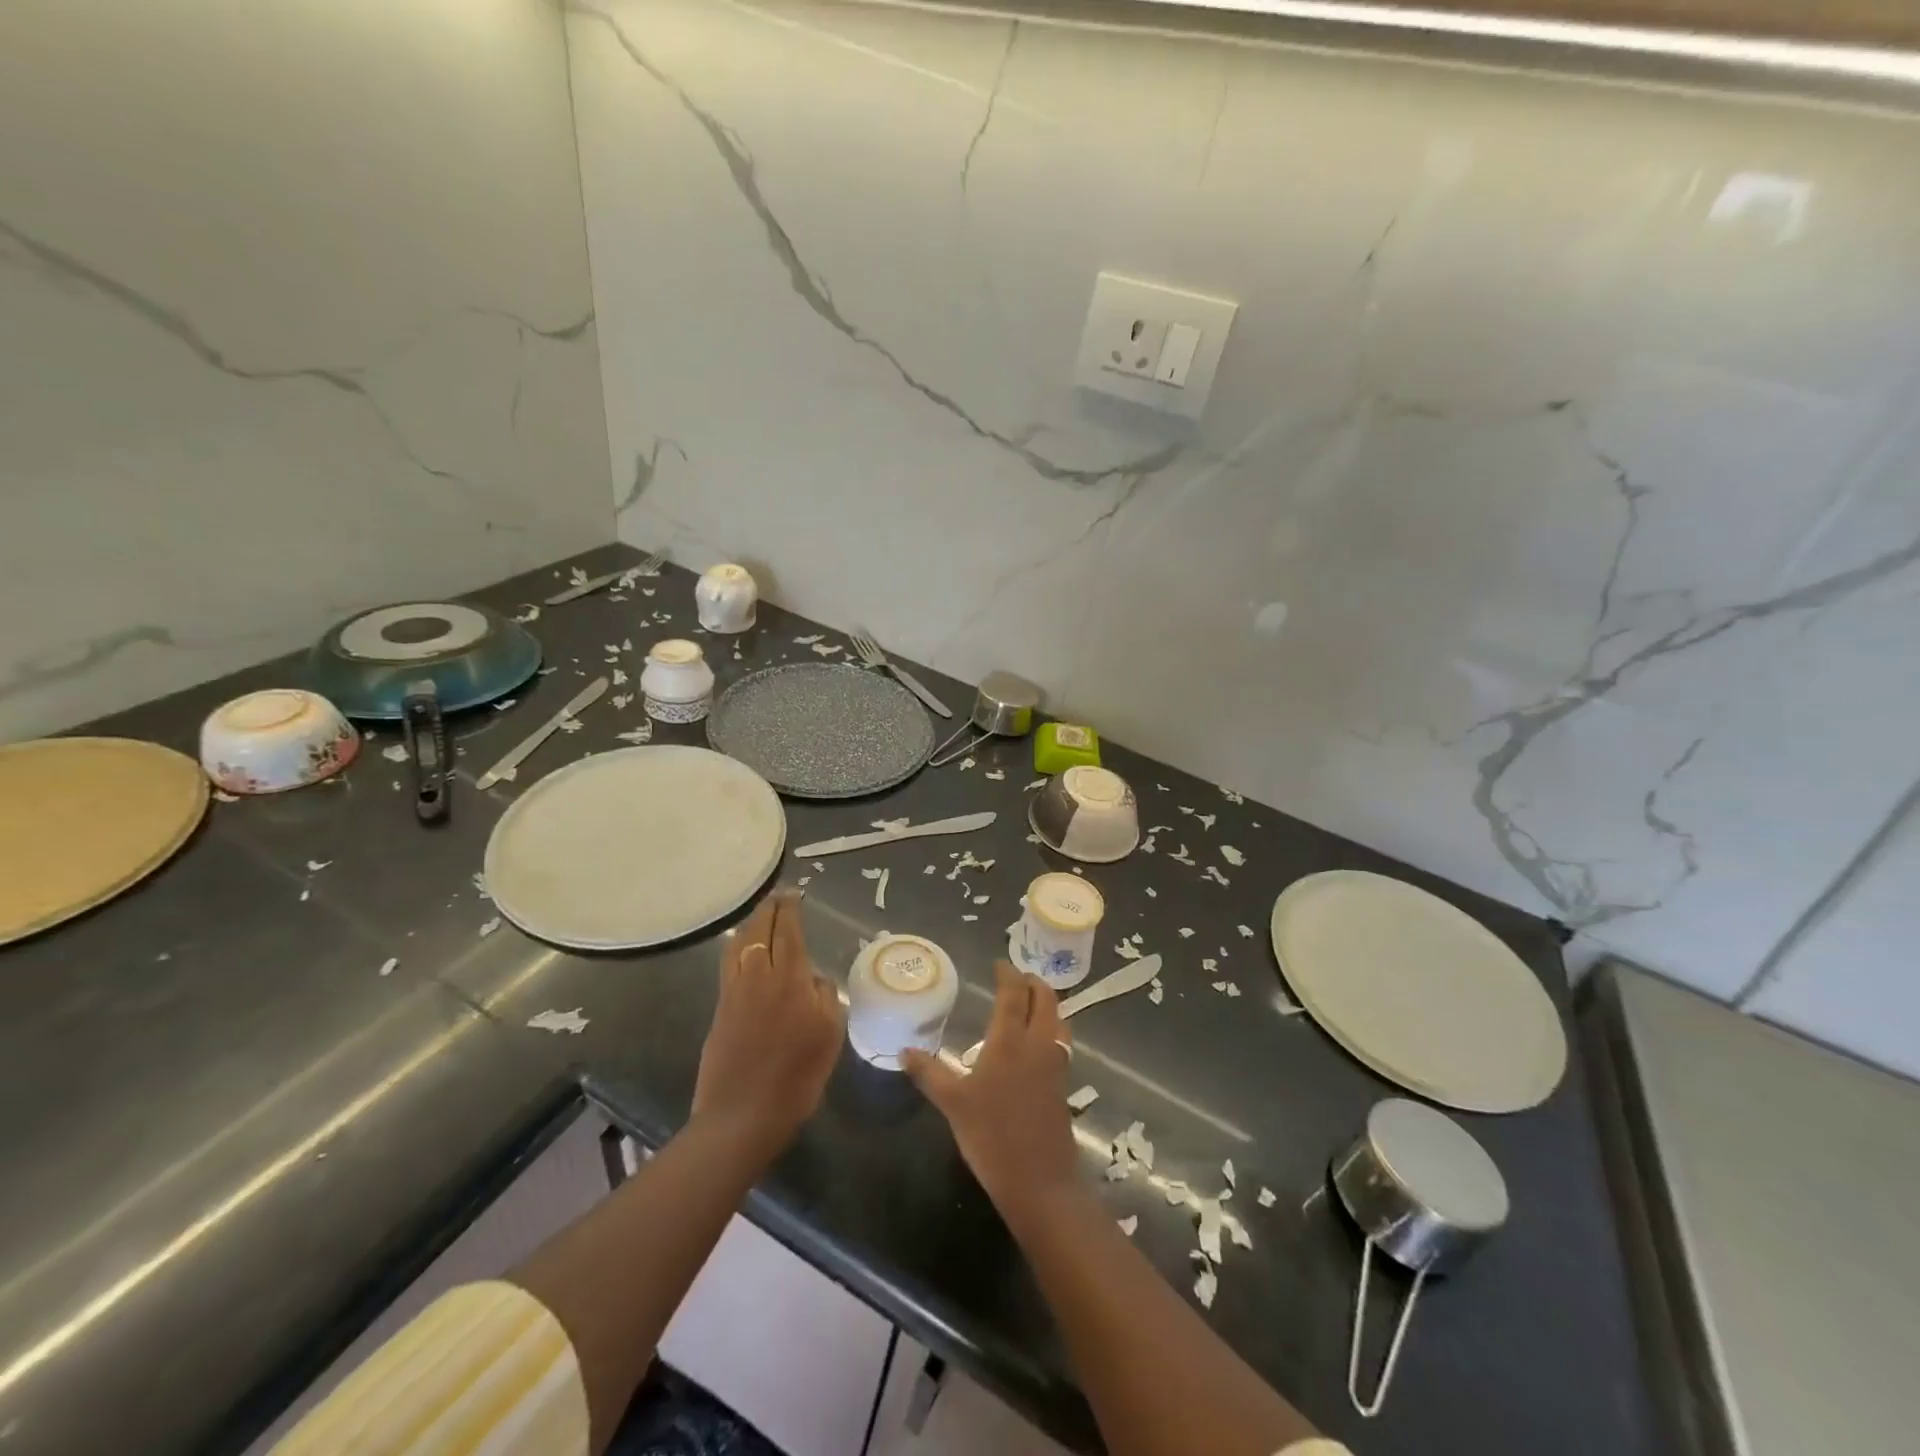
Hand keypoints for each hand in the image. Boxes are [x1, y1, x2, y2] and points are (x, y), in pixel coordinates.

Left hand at [692, 890, 844, 1160]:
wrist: (741, 1117)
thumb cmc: (796, 1078)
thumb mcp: (830, 1037)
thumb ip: (826, 998)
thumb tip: (816, 978)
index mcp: (790, 980)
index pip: (788, 931)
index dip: (790, 909)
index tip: (794, 893)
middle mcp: (759, 976)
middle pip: (760, 930)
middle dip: (769, 908)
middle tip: (778, 896)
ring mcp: (735, 991)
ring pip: (739, 944)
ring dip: (751, 924)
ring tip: (761, 916)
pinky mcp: (720, 1009)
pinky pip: (728, 964)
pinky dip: (737, 946)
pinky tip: (742, 949)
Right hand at [902, 961, 1080, 1224]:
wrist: (1040, 1182)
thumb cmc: (992, 1137)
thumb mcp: (953, 1104)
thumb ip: (929, 1074)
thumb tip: (903, 1051)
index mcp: (1010, 1040)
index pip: (1013, 994)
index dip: (1008, 974)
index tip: (999, 964)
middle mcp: (1037, 1044)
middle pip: (1045, 999)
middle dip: (1033, 982)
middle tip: (1017, 977)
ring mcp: (1055, 1064)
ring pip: (1058, 1019)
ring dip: (1047, 1003)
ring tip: (1030, 1002)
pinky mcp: (1063, 1084)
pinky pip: (1061, 1041)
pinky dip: (1052, 1027)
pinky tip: (1038, 1042)